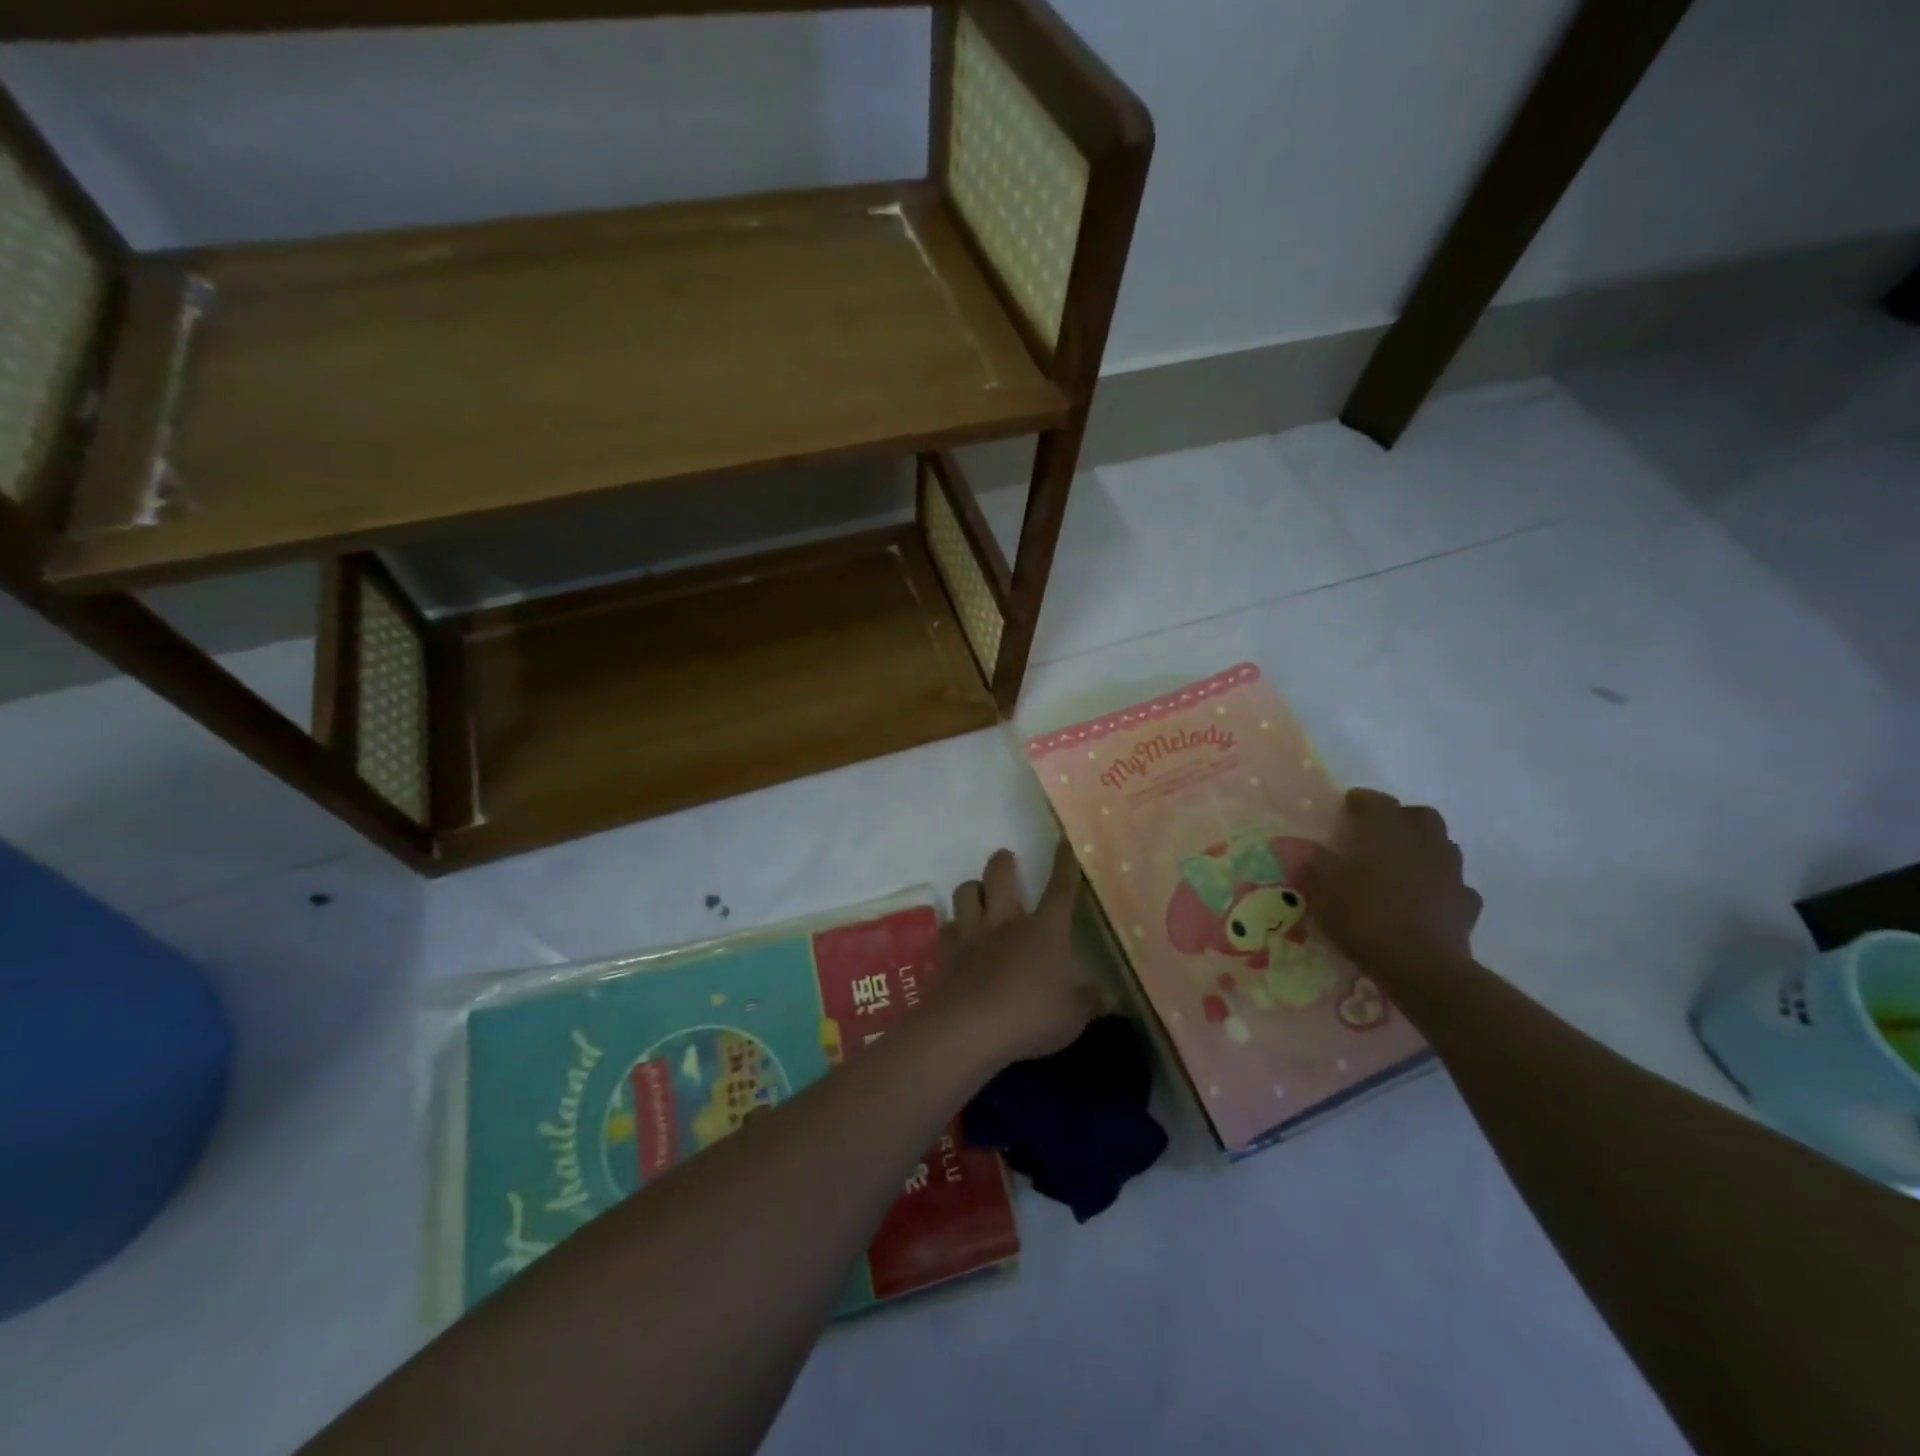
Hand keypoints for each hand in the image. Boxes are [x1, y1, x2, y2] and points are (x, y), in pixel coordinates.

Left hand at [932, 844, 1102, 1067]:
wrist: (969, 1029)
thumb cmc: (1031, 1016)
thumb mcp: (1075, 1015)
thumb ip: (1092, 1001)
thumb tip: (1111, 997)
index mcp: (1045, 930)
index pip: (1060, 889)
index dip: (1064, 864)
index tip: (1064, 842)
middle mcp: (1006, 922)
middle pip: (1000, 876)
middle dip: (1003, 862)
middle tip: (1006, 858)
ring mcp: (972, 936)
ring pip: (966, 893)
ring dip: (973, 888)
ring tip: (978, 893)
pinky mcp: (946, 955)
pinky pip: (948, 928)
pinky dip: (954, 927)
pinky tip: (958, 935)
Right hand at [1309, 789, 1482, 978]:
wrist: (1420, 964)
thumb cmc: (1364, 915)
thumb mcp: (1323, 887)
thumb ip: (1313, 862)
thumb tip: (1299, 846)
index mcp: (1387, 830)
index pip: (1376, 801)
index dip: (1360, 801)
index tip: (1346, 807)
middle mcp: (1423, 842)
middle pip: (1420, 816)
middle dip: (1401, 818)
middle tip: (1379, 833)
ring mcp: (1451, 872)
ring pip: (1442, 846)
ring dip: (1424, 848)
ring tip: (1401, 865)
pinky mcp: (1467, 903)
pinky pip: (1454, 884)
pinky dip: (1440, 885)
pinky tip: (1425, 899)